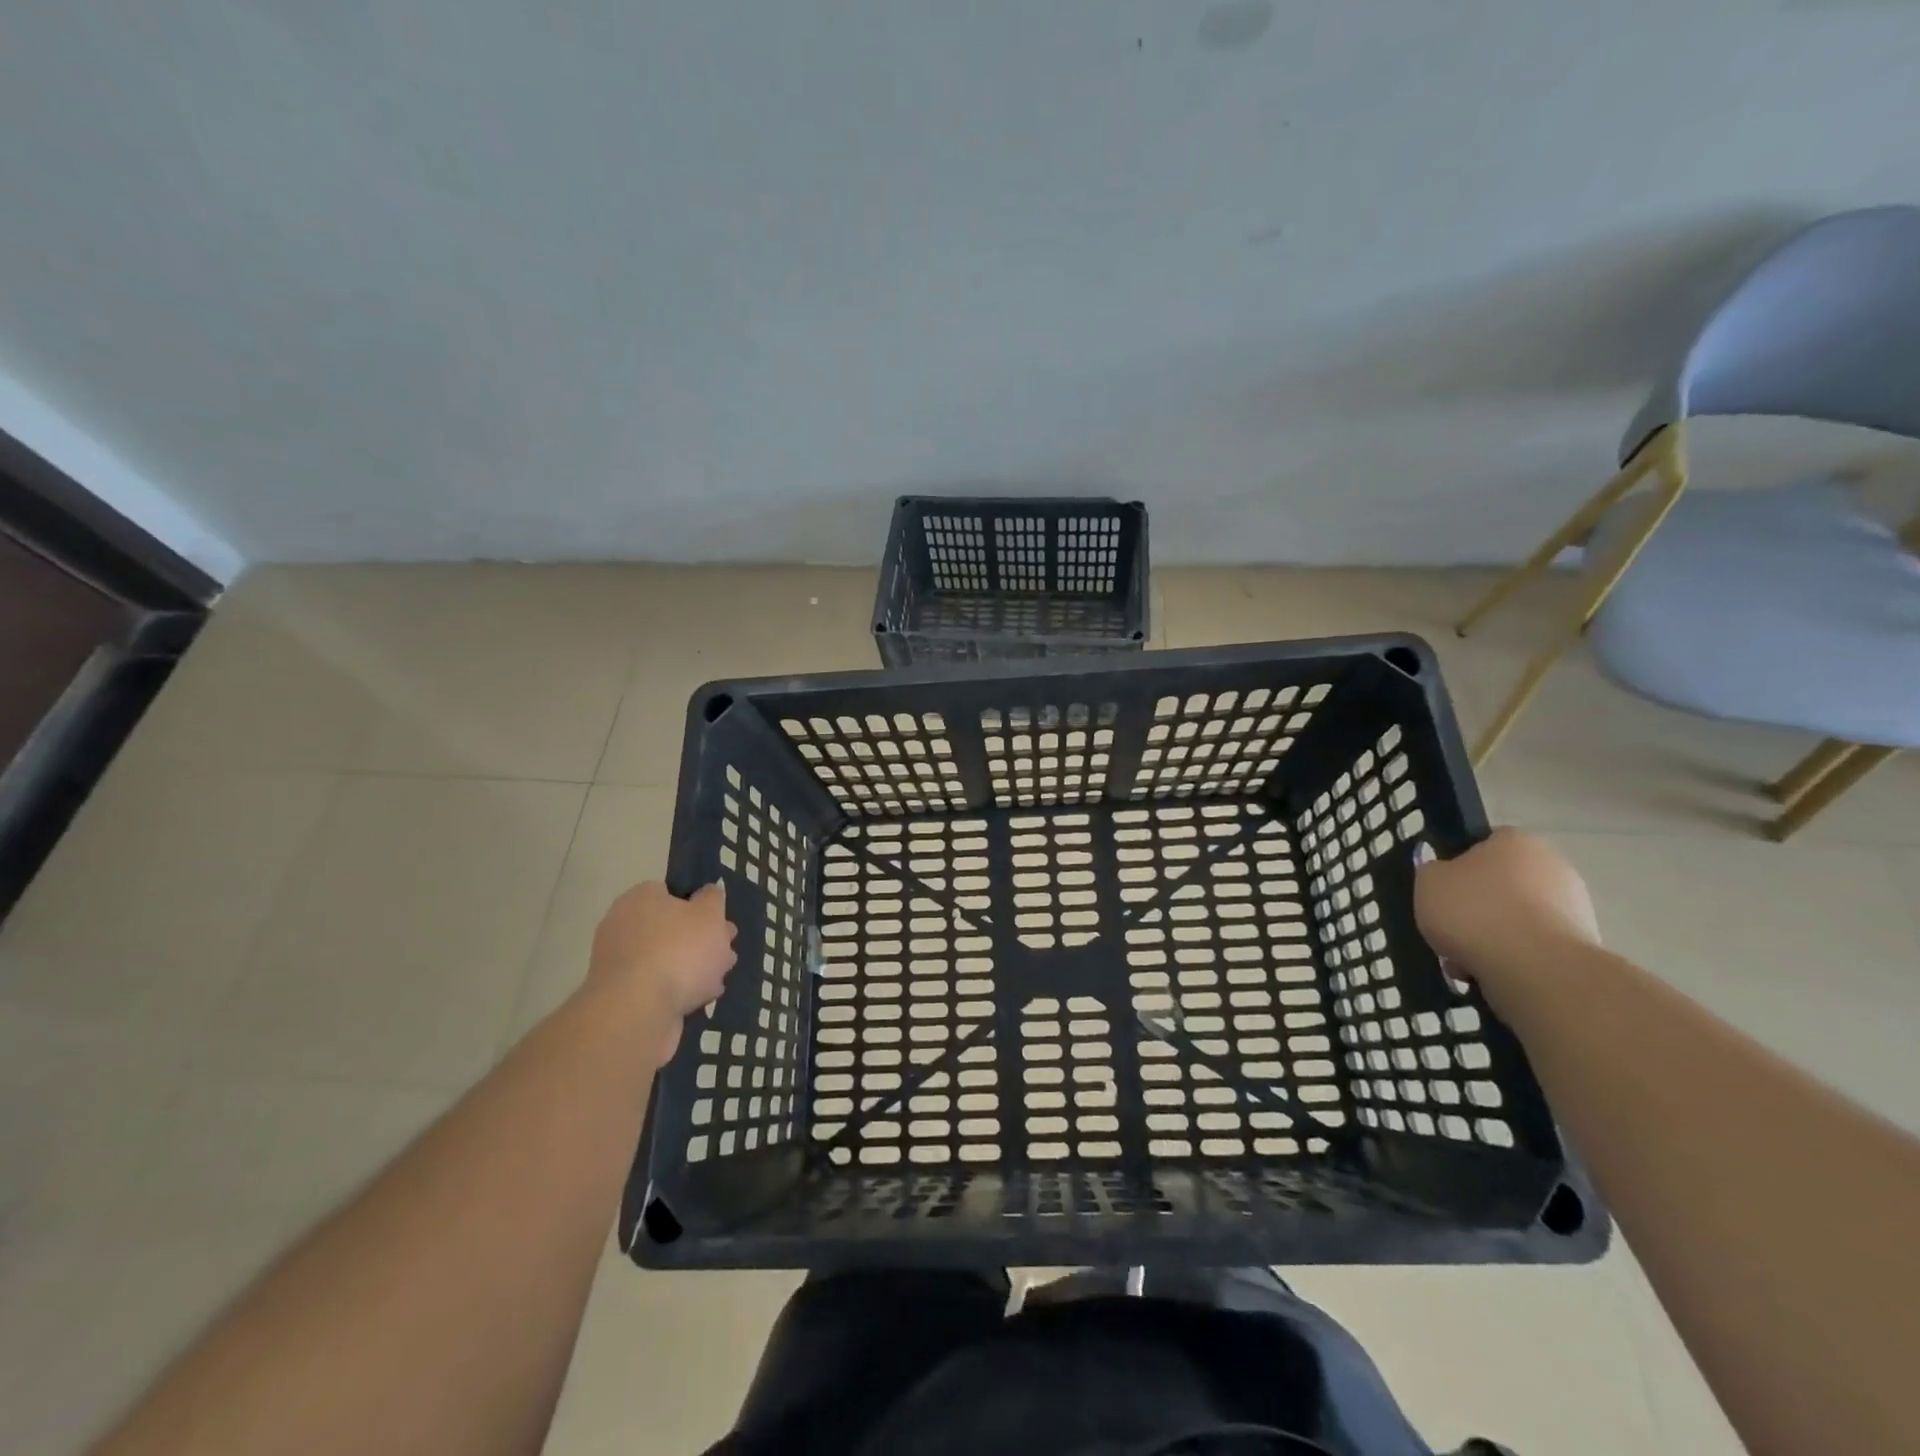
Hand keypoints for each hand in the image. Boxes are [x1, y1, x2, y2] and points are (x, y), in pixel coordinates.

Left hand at [587, 881, 736, 1063]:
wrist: (638, 1012)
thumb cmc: (679, 951)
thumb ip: (713, 899)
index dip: (698, 904)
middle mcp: (624, 927)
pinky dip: (678, 991)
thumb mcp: (709, 914)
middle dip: (700, 940)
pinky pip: (659, 986)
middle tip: (726, 949)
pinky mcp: (624, 997)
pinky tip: (700, 998)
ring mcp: (621, 964)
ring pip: (667, 959)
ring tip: (720, 977)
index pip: (670, 892)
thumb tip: (708, 892)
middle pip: (670, 928)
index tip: (719, 920)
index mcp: (640, 899)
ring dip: (693, 967)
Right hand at [1413, 828, 1599, 997]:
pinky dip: (1513, 959)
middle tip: (1450, 928)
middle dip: (1478, 908)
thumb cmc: (1474, 910)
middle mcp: (1554, 866)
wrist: (1535, 968)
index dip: (1459, 866)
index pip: (1485, 844)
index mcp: (1517, 841)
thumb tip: (1445, 876)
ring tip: (1464, 960)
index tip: (1443, 890)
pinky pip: (1534, 948)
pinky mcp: (1582, 947)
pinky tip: (1490, 974)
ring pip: (1517, 919)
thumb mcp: (1428, 881)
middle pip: (1503, 885)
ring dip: (1493, 937)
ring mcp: (1575, 907)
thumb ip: (1434, 872)